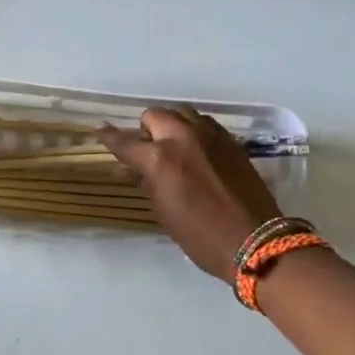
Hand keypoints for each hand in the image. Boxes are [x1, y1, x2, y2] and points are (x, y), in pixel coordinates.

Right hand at [101, 108, 281, 278]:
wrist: (254, 240)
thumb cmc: (200, 236)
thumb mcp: (164, 212)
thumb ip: (148, 182)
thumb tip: (138, 169)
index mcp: (159, 158)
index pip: (125, 142)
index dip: (110, 138)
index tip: (101, 132)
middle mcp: (182, 137)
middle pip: (156, 115)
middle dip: (147, 129)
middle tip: (148, 148)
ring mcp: (210, 135)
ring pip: (182, 113)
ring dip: (173, 125)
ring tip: (174, 145)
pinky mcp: (230, 141)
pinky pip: (205, 124)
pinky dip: (195, 131)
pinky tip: (197, 150)